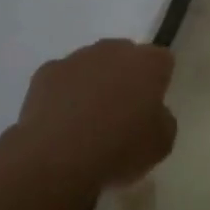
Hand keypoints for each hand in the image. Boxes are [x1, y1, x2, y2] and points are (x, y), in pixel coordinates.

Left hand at [12, 39, 177, 189]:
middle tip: (122, 112)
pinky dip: (64, 94)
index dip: (159, 81)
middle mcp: (113, 50)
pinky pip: (62, 79)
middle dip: (125, 77)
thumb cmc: (119, 149)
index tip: (152, 106)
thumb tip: (153, 112)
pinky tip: (61, 122)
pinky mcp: (46, 72)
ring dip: (94, 83)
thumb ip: (163, 119)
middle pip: (125, 56)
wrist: (57, 158)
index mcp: (147, 63)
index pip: (162, 60)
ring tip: (87, 121)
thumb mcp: (162, 144)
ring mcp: (77, 58)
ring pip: (92, 65)